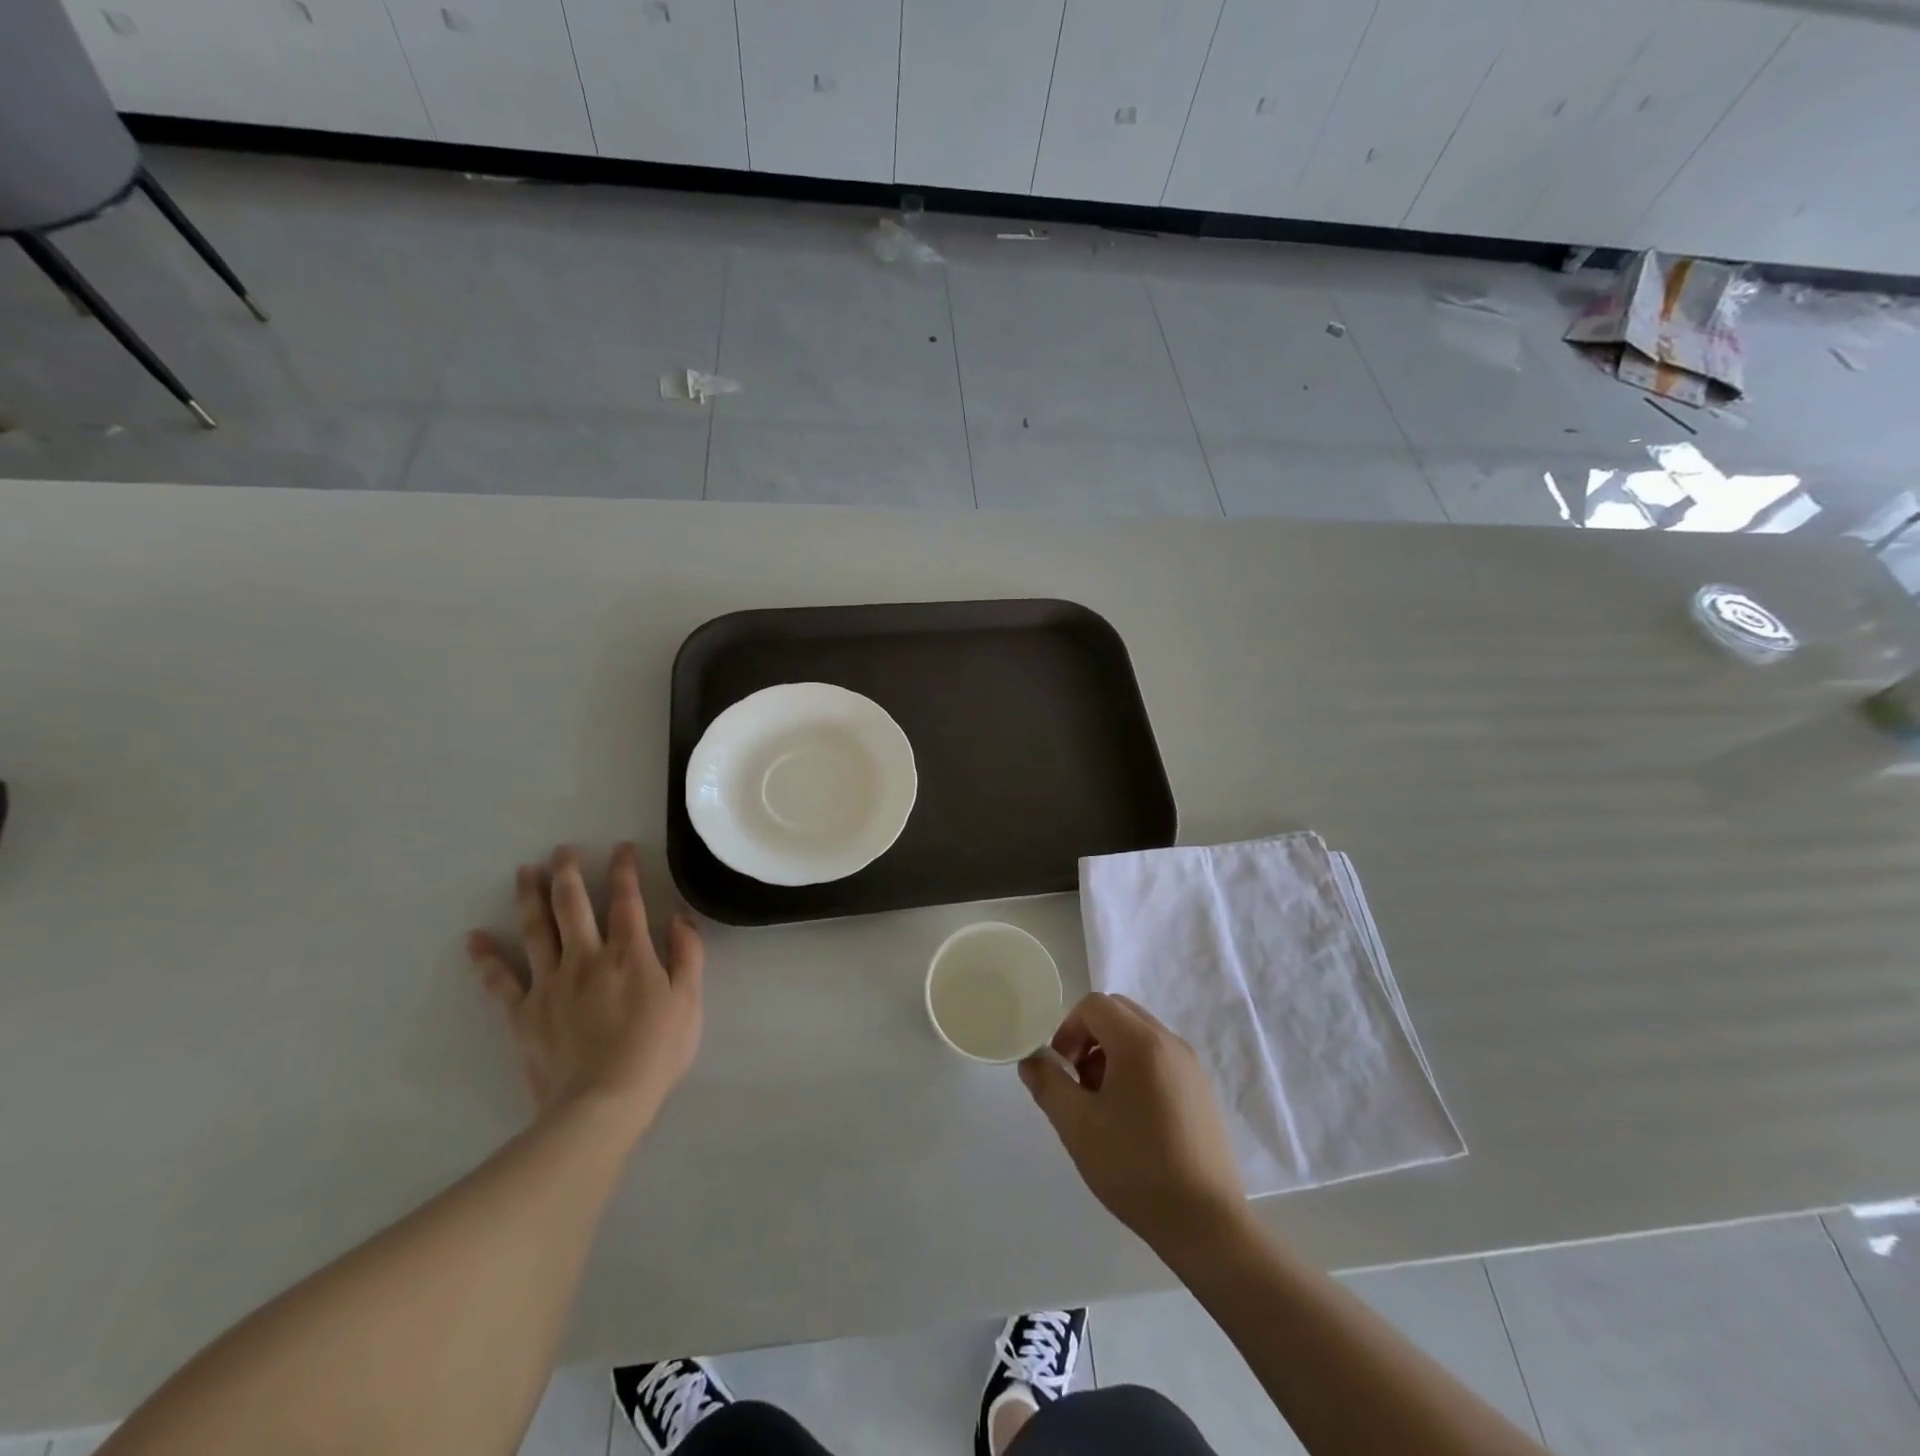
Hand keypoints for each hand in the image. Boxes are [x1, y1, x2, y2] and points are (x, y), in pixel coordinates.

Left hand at [467, 844, 703, 1138]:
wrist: (602, 1103)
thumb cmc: (655, 1051)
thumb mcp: (689, 1001)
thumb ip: (687, 955)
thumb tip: (679, 918)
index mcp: (629, 954)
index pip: (627, 900)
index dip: (624, 870)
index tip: (620, 848)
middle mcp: (586, 958)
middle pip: (572, 905)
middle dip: (568, 873)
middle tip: (562, 850)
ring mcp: (550, 983)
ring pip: (536, 930)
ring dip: (529, 897)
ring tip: (524, 872)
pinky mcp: (523, 1013)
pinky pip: (500, 981)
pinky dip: (486, 958)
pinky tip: (474, 938)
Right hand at [1020, 993, 1246, 1254]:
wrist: (1205, 1224)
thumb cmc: (1135, 1168)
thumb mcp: (1077, 1127)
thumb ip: (1048, 1084)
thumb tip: (1031, 1059)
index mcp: (1140, 1043)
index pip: (1095, 1005)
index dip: (1069, 1028)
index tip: (1062, 1069)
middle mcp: (1170, 1042)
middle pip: (1119, 1013)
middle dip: (1089, 1038)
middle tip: (1080, 1084)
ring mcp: (1191, 1066)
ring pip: (1140, 1035)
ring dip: (1112, 1054)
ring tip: (1104, 1106)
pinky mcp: (1202, 1090)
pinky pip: (1160, 1057)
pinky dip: (1137, 1068)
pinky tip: (1133, 1119)